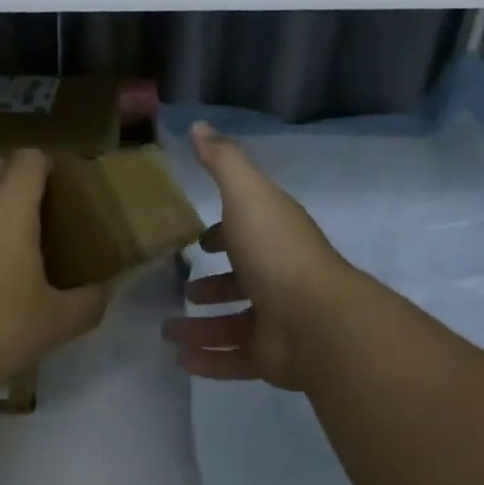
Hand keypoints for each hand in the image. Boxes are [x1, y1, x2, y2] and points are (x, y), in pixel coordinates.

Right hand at [161, 123, 360, 391]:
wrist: (316, 320)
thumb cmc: (276, 251)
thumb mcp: (246, 195)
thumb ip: (222, 162)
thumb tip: (199, 125)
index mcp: (273, 237)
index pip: (246, 232)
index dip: (223, 234)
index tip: (198, 240)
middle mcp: (276, 276)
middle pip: (241, 281)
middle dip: (212, 285)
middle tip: (182, 289)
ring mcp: (276, 319)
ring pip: (233, 323)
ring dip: (201, 326)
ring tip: (167, 330)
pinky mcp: (271, 357)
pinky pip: (234, 358)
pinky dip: (208, 359)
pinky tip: (180, 359)